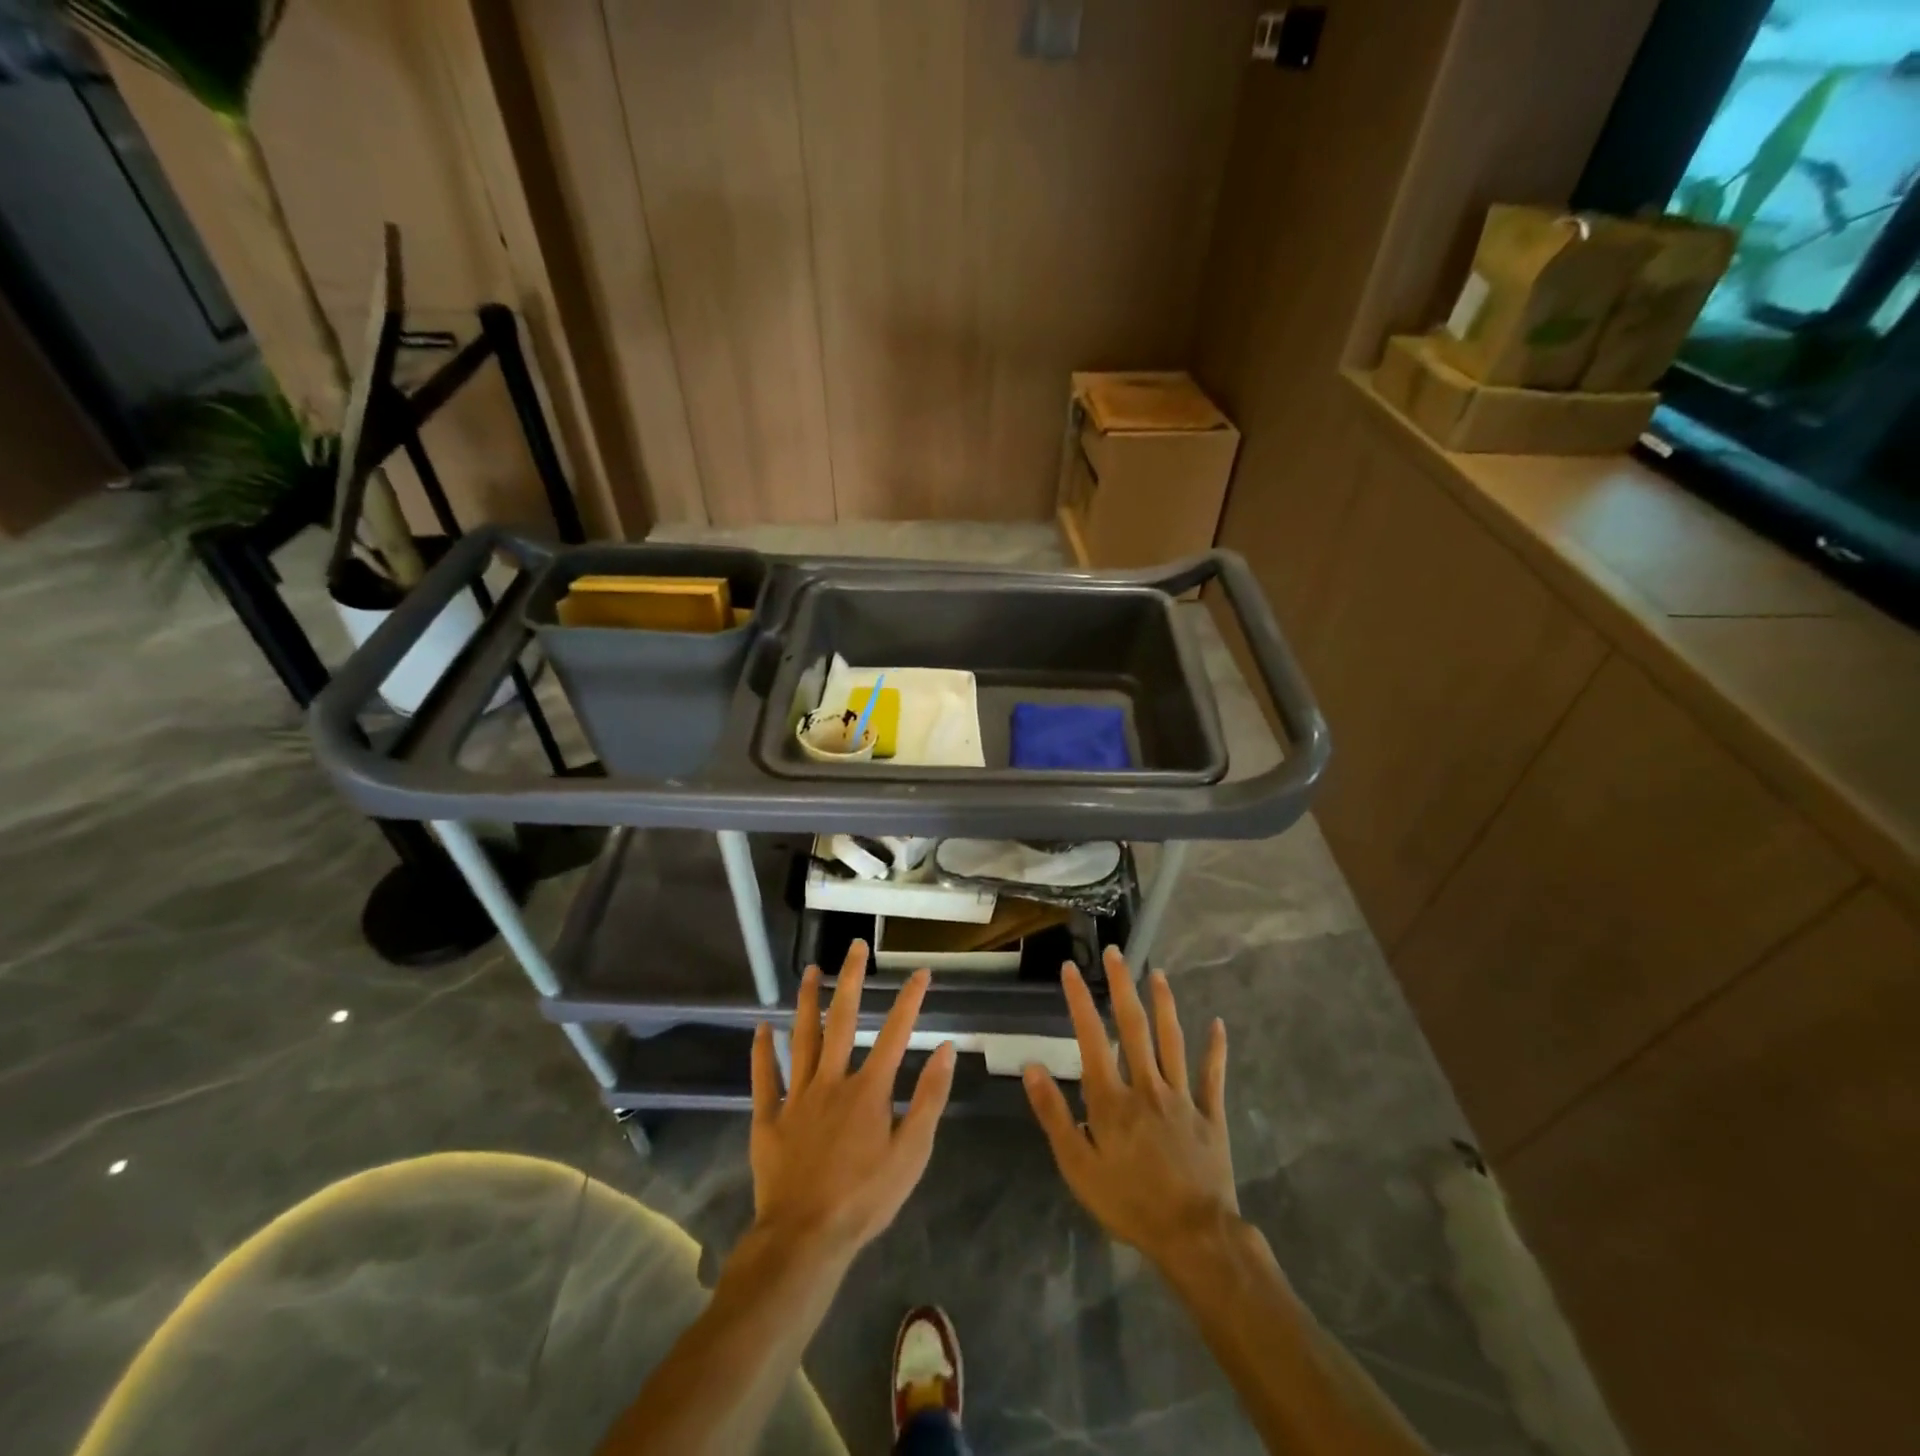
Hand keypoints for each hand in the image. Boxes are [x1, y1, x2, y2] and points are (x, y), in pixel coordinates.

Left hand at [750, 941, 956, 1256]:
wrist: (805, 1238)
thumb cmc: (865, 1198)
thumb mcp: (912, 1153)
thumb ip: (929, 1098)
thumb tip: (945, 1049)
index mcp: (869, 1090)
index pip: (896, 1033)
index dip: (910, 1000)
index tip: (921, 971)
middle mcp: (832, 1081)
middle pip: (843, 1021)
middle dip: (851, 980)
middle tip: (855, 946)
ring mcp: (798, 1097)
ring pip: (802, 1039)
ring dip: (807, 1002)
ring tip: (811, 970)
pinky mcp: (769, 1119)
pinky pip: (765, 1079)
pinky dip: (762, 1052)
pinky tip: (761, 1028)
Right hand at [1024, 945, 1237, 1264]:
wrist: (1194, 1237)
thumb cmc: (1129, 1203)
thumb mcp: (1078, 1166)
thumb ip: (1054, 1114)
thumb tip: (1032, 1066)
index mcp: (1112, 1099)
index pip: (1091, 1038)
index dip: (1079, 1001)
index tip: (1070, 969)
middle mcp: (1147, 1086)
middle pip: (1134, 1027)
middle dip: (1122, 986)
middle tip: (1115, 953)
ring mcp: (1183, 1098)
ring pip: (1173, 1041)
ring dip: (1165, 1004)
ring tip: (1158, 973)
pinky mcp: (1211, 1116)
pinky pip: (1213, 1076)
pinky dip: (1216, 1050)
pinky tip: (1218, 1025)